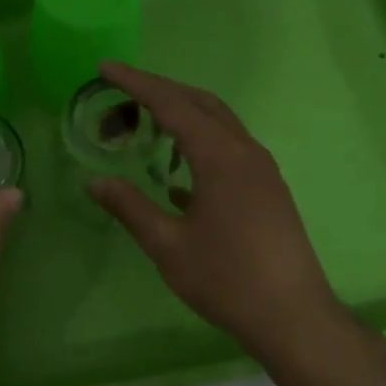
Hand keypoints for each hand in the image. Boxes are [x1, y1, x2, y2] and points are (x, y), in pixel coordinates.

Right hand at [88, 62, 349, 364]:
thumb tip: (93, 182)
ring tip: (143, 126)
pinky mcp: (268, 188)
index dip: (135, 84)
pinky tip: (176, 171)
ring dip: (180, 114)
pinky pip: (228, 146)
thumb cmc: (225, 279)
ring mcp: (262, 169)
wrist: (292, 317)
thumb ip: (129, 207)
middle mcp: (245, 152)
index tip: (105, 68)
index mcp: (220, 157)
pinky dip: (198, 140)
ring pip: (218, 122)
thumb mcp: (166, 244)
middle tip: (118, 94)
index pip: (172, 104)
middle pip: (199, 103)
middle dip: (157, 91)